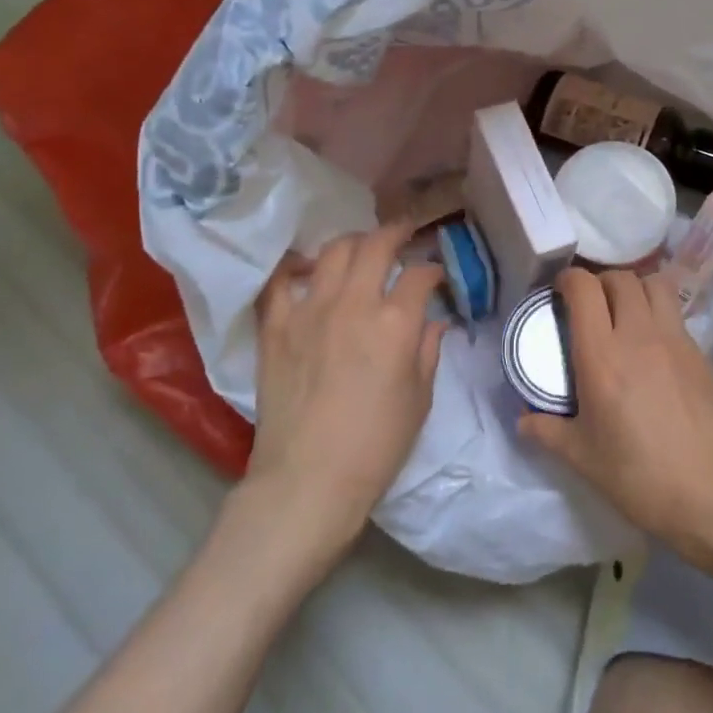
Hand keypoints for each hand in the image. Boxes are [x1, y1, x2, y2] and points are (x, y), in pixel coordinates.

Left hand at [243, 221, 446, 544]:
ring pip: (332, 252)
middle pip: (376, 245)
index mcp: (396, 322)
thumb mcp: (420, 399)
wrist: (308, 480)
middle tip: (403, 233)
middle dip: (396, 232)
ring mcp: (310, 310)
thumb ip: (428, 351)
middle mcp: (354, 303)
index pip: (420, 275)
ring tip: (360, 249)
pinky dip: (296, 268)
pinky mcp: (276, 326)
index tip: (435, 276)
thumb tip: (433, 323)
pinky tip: (306, 269)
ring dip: (353, 243)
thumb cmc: (376, 445)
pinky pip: (282, 281)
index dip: (432, 270)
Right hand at [518, 268, 712, 555]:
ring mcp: (675, 339)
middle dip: (600, 282)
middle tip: (590, 304)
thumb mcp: (582, 458)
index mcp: (602, 354)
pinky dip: (660, 313)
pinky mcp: (701, 352)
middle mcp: (639, 334)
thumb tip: (523, 419)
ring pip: (655, 284)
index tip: (559, 292)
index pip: (584, 288)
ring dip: (635, 288)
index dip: (568, 279)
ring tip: (625, 312)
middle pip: (620, 278)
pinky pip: (676, 313)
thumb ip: (548, 431)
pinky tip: (654, 345)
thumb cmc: (639, 476)